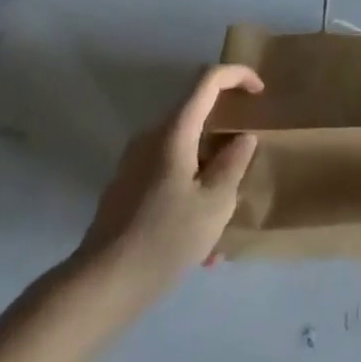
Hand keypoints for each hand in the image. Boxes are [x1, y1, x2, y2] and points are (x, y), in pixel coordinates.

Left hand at [74, 64, 262, 294]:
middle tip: (247, 163)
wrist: (100, 286)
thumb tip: (242, 138)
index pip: (208, 80)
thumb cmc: (164, 240)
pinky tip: (199, 241)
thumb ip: (233, 164)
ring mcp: (134, 161)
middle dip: (225, 133)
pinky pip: (168, 172)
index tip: (260, 93)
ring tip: (224, 215)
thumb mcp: (214, 204)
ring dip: (209, 170)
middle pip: (196, 114)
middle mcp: (151, 136)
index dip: (238, 75)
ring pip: (184, 148)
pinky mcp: (126, 187)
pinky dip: (190, 188)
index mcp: (174, 131)